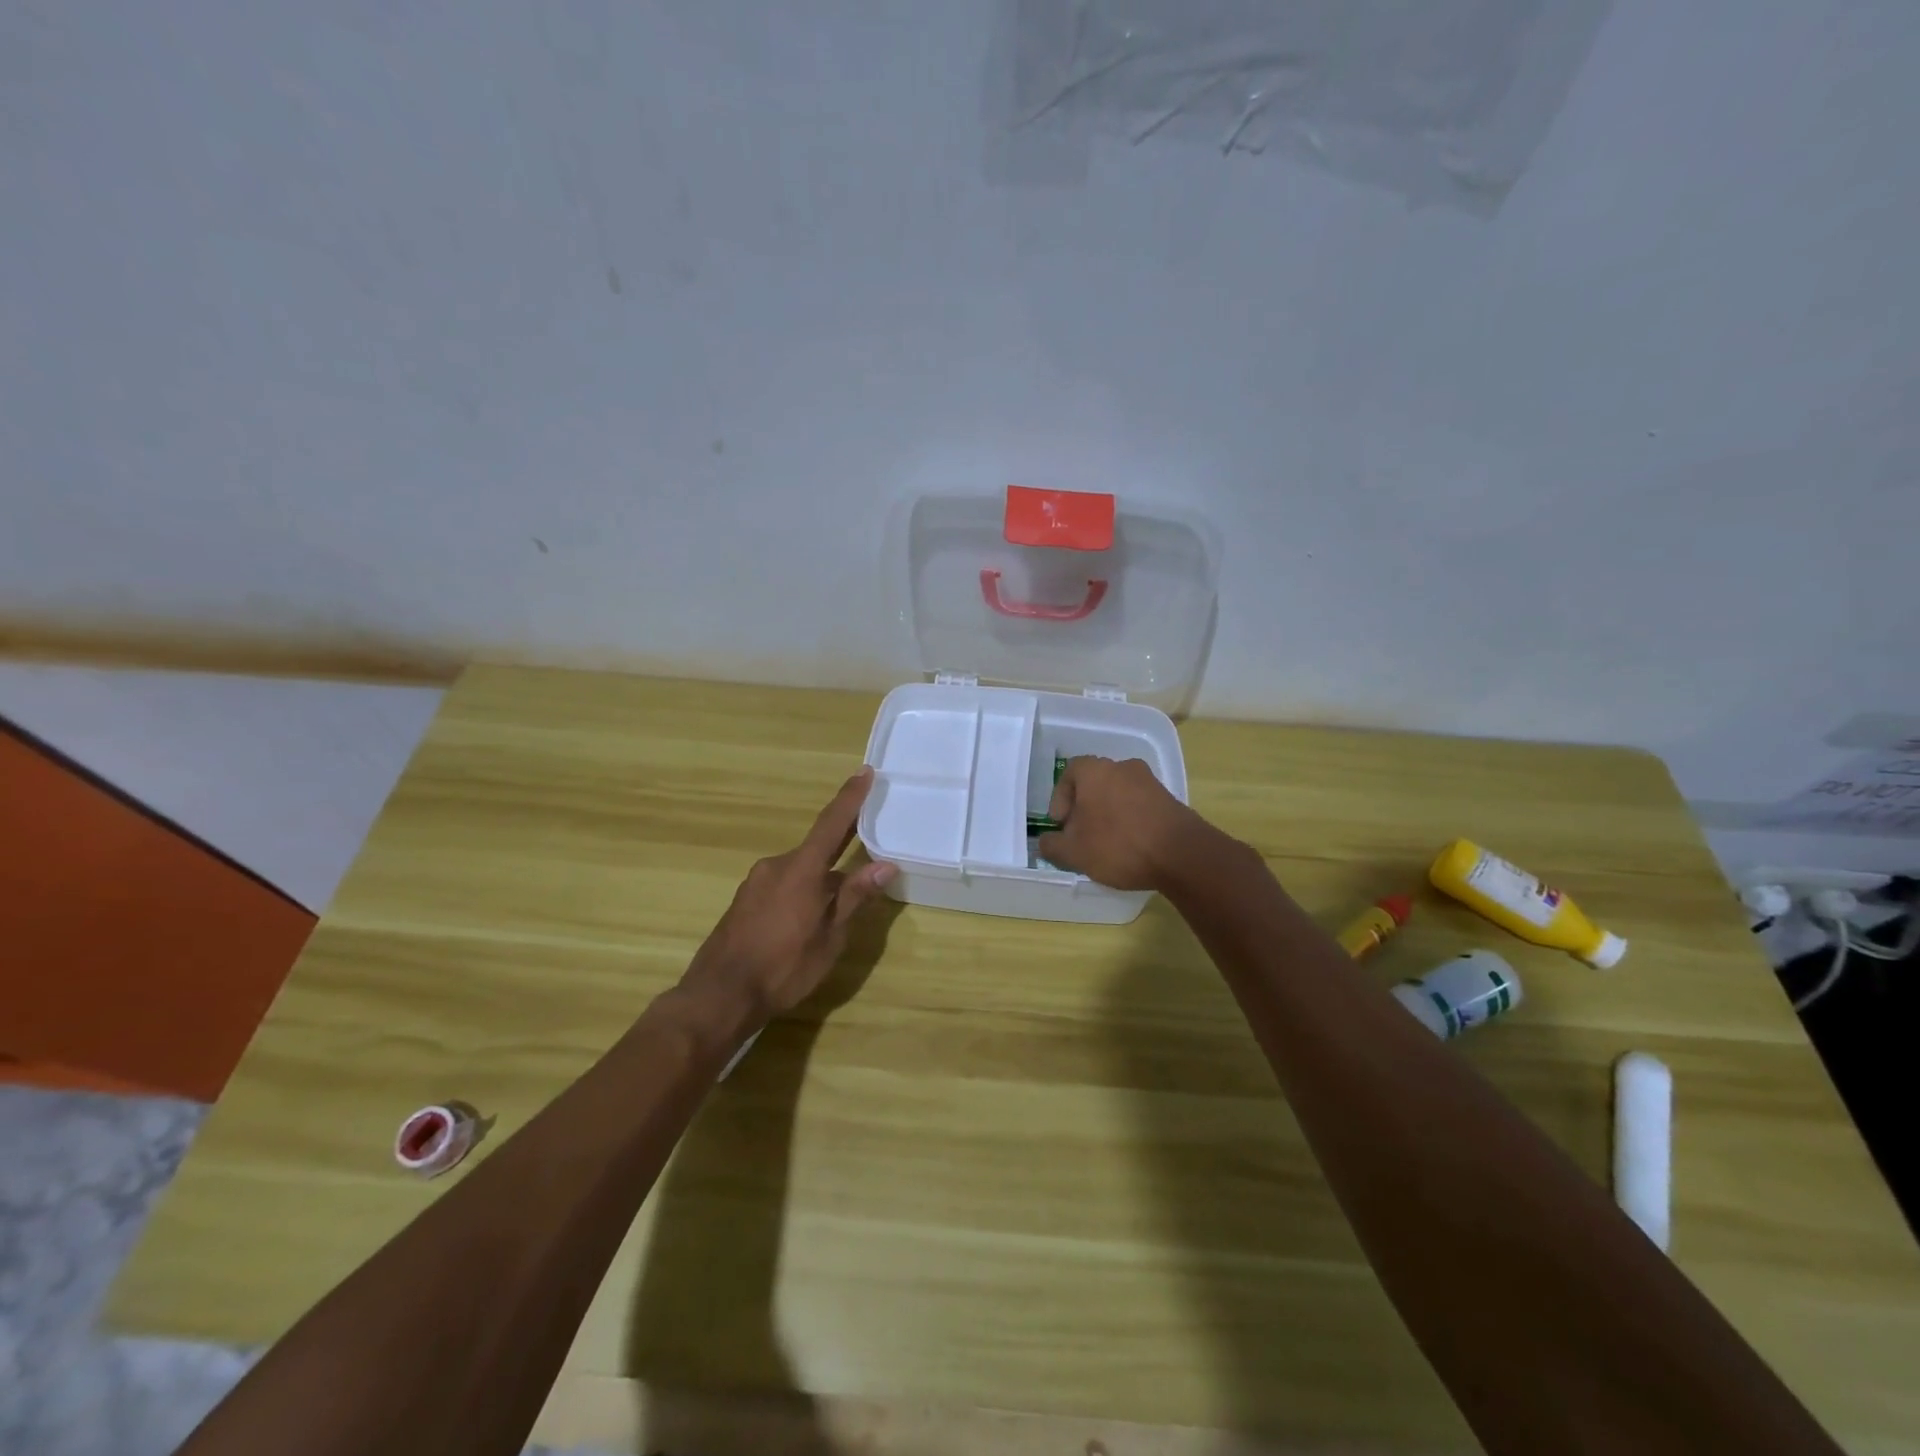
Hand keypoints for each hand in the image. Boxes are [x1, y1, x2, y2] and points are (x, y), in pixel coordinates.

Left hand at [683, 768, 896, 1022]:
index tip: (865, 772)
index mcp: (801, 869)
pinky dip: (802, 890)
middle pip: (817, 849)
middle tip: (866, 845)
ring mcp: (756, 882)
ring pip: (800, 870)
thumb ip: (854, 897)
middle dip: (841, 849)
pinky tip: (807, 918)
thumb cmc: (783, 967)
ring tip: (838, 904)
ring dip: (821, 879)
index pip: (832, 824)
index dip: (851, 798)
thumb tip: (884, 865)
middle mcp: (776, 866)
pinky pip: (782, 884)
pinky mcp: (745, 900)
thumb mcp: (829, 937)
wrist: (719, 995)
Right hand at [1036, 756, 1212, 891]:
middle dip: (1084, 808)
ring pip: (1118, 794)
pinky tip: (1130, 846)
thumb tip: (1046, 841)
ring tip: (1105, 844)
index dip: (1060, 797)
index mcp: (1095, 770)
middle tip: (1080, 835)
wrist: (1181, 854)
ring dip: (1108, 814)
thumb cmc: (1118, 844)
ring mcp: (1150, 782)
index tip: (1061, 823)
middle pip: (1095, 783)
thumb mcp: (1074, 852)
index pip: (1070, 772)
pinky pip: (1140, 806)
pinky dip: (1130, 821)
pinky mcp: (1170, 800)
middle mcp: (1123, 767)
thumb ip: (1052, 845)